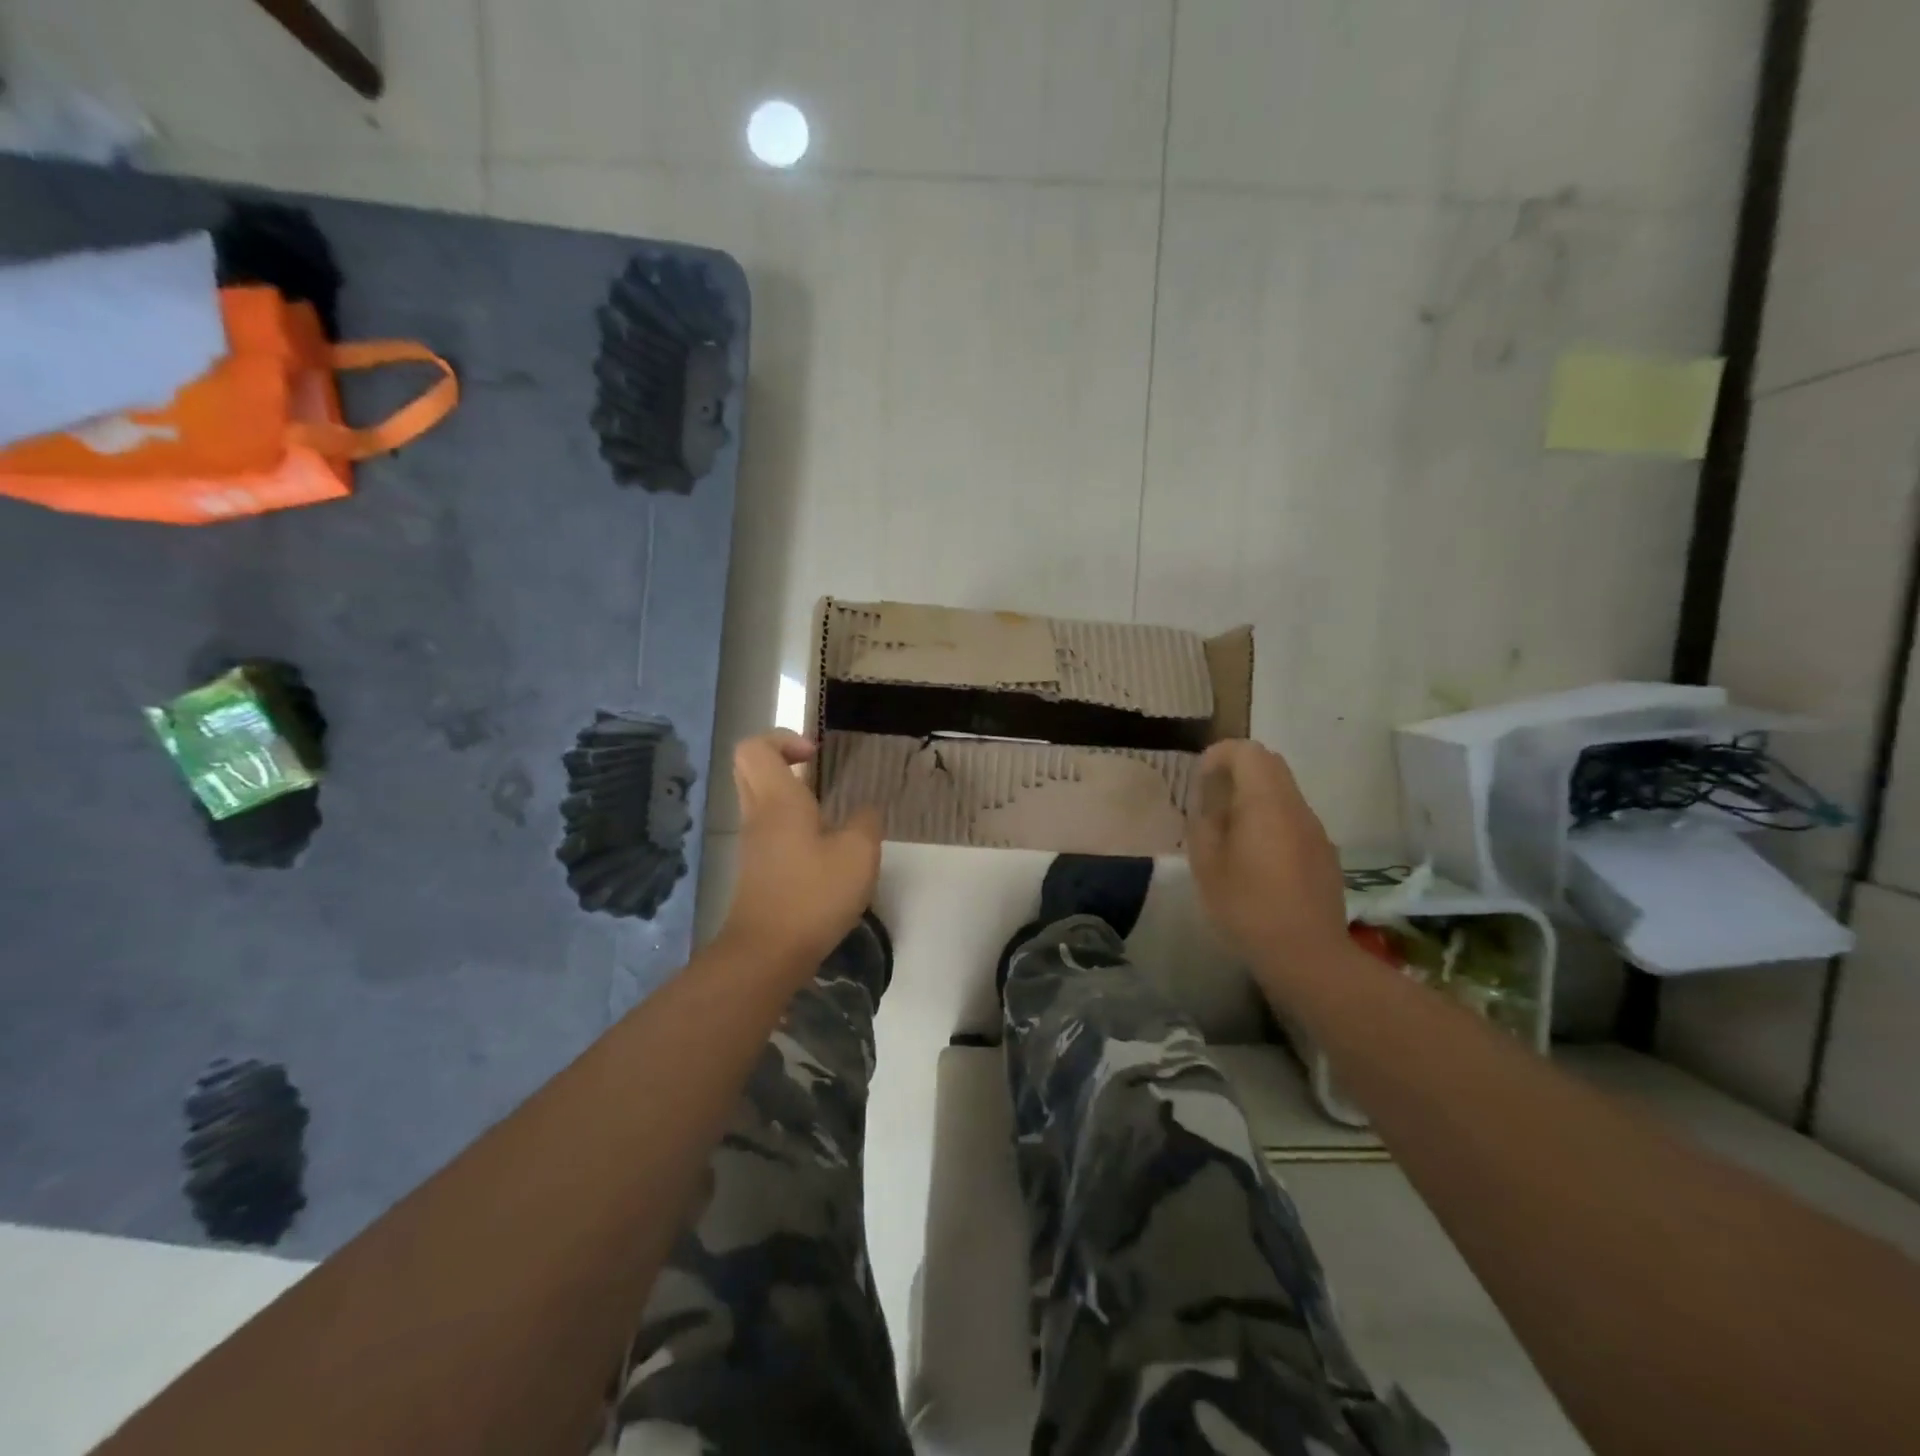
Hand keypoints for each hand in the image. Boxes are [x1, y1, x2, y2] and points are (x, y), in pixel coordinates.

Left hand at [720, 730, 882, 974]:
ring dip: (788, 793)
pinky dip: (789, 823)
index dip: (784, 740)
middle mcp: (757, 815)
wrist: (767, 953)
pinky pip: (766, 827)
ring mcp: (752, 844)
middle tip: (816, 771)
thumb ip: (866, 823)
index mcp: (778, 800)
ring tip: (828, 813)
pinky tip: (822, 848)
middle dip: (781, 759)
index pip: (755, 747)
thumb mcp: (858, 855)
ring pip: (758, 798)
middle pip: (749, 767)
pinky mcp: (756, 869)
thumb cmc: (813, 895)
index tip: (816, 757)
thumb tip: (865, 811)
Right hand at [1187, 740, 1347, 977]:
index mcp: (1266, 803)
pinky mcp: (1325, 854)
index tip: (1200, 781)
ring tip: (1230, 834)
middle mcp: (1297, 808)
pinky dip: (1271, 822)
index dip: (1219, 755)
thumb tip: (1210, 807)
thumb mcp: (1207, 865)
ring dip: (1254, 799)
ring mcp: (1316, 831)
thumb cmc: (1248, 907)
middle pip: (1270, 766)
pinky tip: (1257, 861)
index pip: (1248, 752)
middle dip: (1237, 772)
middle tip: (1211, 802)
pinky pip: (1294, 821)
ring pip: (1283, 794)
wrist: (1307, 955)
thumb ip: (1205, 825)